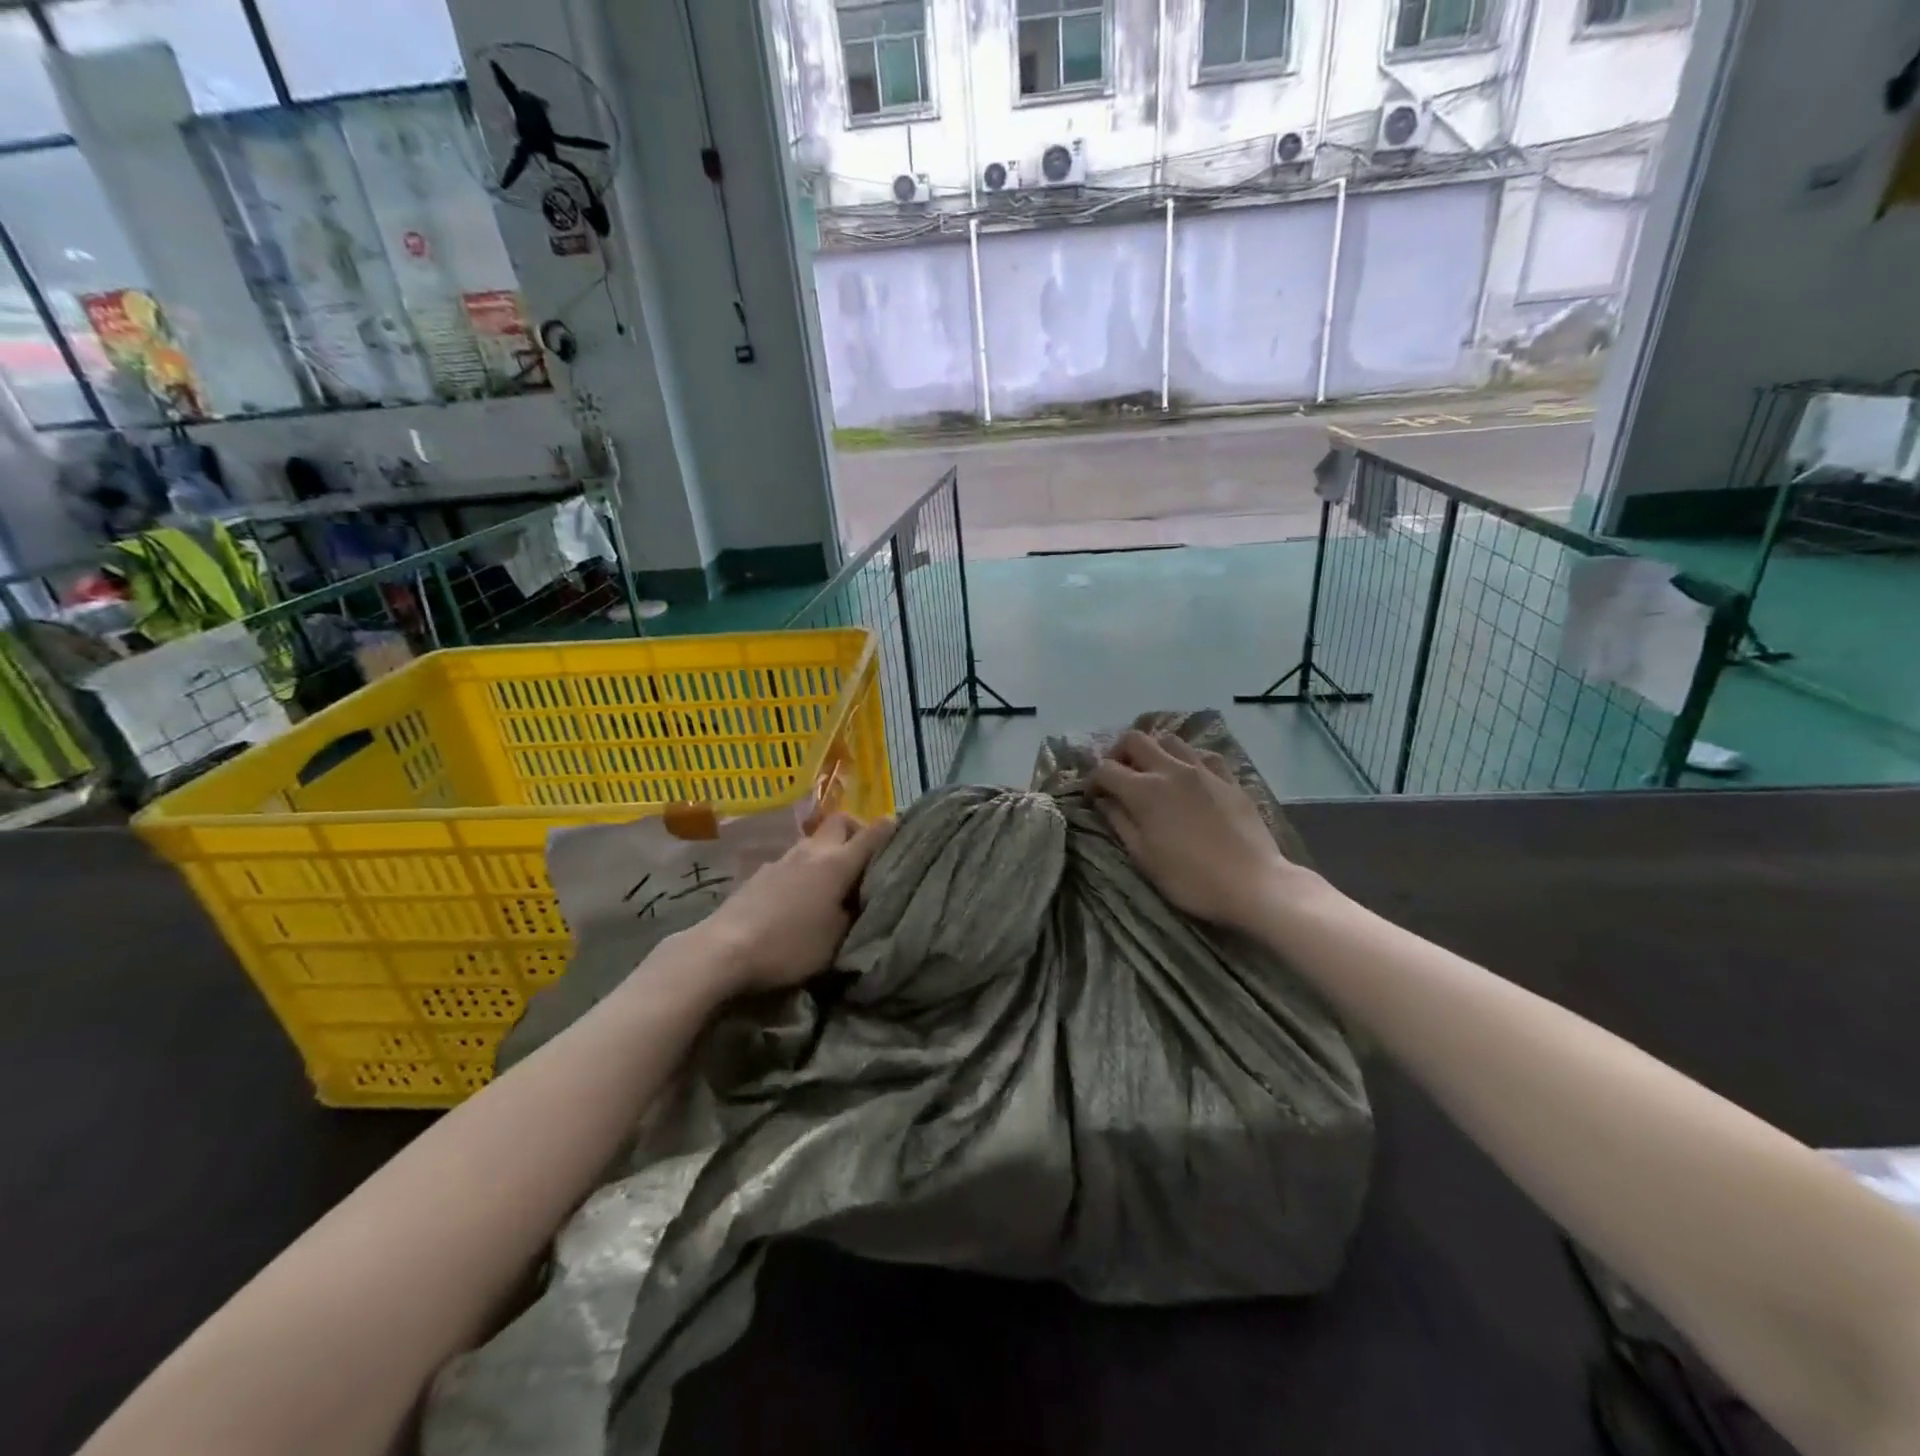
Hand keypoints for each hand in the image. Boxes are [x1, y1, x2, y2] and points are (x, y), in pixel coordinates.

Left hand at [689, 812, 896, 995]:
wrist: (723, 950)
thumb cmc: (790, 946)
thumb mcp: (837, 939)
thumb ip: (855, 913)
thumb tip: (861, 898)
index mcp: (837, 864)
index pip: (872, 834)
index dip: (890, 829)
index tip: (901, 829)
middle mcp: (811, 852)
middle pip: (840, 822)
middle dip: (856, 830)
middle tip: (864, 858)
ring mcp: (782, 859)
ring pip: (814, 841)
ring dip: (828, 852)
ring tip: (832, 882)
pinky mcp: (759, 873)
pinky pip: (792, 860)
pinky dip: (804, 868)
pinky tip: (800, 896)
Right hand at [1091, 730, 1298, 928]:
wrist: (1253, 883)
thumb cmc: (1190, 878)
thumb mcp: (1144, 857)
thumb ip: (1120, 822)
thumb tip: (1104, 801)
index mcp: (1144, 790)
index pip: (1105, 769)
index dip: (1092, 781)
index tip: (1093, 798)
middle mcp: (1171, 769)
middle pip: (1135, 739)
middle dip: (1119, 753)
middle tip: (1119, 776)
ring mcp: (1203, 770)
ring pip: (1170, 739)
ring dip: (1154, 751)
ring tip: (1153, 773)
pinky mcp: (1229, 778)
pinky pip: (1203, 754)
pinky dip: (1189, 759)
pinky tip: (1190, 777)